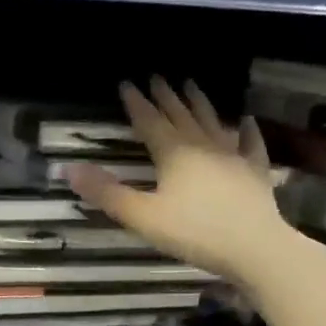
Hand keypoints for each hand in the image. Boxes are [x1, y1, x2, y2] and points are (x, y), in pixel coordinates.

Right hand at [66, 79, 297, 288]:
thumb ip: (107, 193)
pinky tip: (245, 121)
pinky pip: (250, 144)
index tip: (126, 83)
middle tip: (158, 76)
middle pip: (181, 115)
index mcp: (173, 153)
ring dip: (200, 103)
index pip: (149, 121)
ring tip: (192, 85)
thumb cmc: (195, 232)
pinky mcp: (255, 172)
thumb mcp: (142, 217)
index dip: (136, 103)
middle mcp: (203, 146)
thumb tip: (69, 169)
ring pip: (213, 122)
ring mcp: (233, 156)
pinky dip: (246, 130)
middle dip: (166, 96)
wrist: (256, 248)